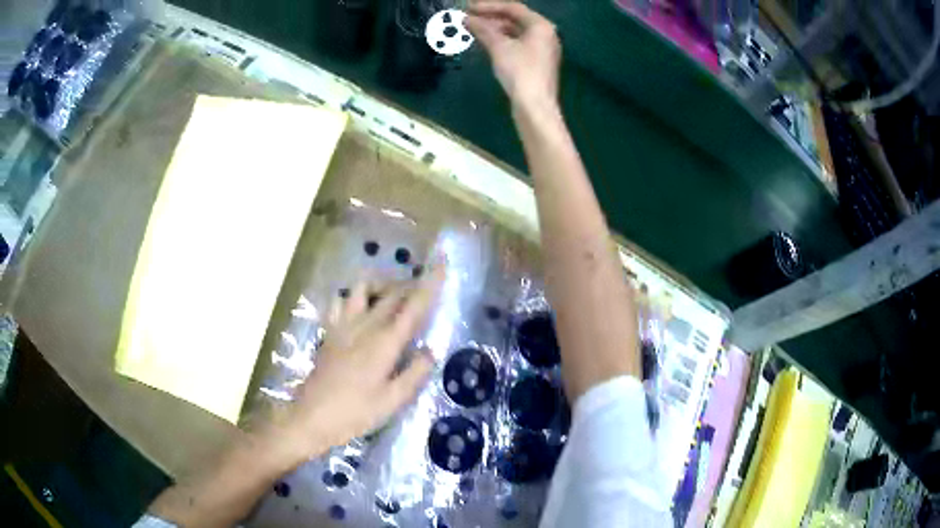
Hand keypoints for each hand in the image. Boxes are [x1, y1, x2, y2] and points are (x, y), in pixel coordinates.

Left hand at [268, 264, 445, 464]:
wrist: (312, 416)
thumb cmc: (355, 413)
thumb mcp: (393, 401)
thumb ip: (415, 373)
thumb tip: (430, 350)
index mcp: (385, 342)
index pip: (413, 306)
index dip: (430, 283)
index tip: (441, 262)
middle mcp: (365, 326)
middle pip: (392, 293)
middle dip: (411, 284)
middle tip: (426, 287)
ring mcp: (343, 325)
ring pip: (363, 288)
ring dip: (382, 285)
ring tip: (393, 295)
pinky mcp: (330, 331)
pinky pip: (340, 301)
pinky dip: (352, 297)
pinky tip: (359, 308)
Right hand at [466, 1, 560, 108]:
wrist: (535, 106)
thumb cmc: (520, 72)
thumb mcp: (498, 47)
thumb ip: (482, 29)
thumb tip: (466, 19)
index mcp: (541, 25)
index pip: (512, 7)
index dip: (488, 6)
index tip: (467, 7)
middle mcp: (545, 34)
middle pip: (515, 19)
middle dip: (490, 18)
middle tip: (468, 18)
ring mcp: (543, 48)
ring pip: (515, 32)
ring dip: (494, 29)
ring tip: (472, 30)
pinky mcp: (537, 62)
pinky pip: (517, 44)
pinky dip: (501, 41)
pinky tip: (485, 43)